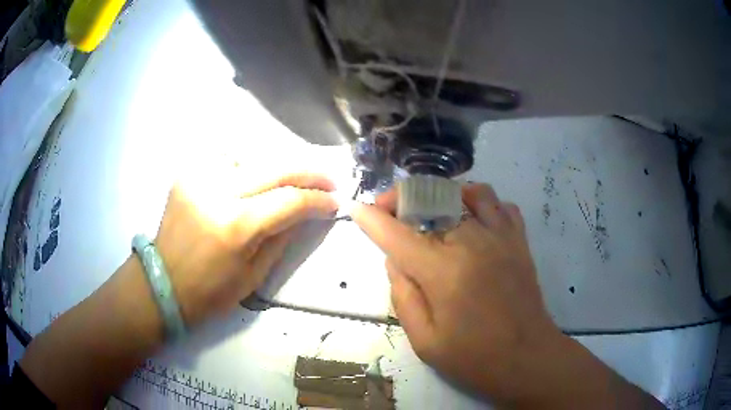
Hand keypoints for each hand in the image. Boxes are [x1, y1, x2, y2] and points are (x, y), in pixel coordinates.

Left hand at [155, 172, 336, 326]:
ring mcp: (199, 177)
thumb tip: (308, 211)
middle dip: (308, 173)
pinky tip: (251, 182)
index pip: (290, 200)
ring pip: (253, 157)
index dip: (318, 199)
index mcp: (236, 226)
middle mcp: (217, 191)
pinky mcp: (187, 173)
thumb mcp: (255, 274)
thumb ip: (284, 237)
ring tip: (287, 186)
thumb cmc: (210, 291)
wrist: (163, 283)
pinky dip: (247, 168)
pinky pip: (227, 160)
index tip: (336, 201)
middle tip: (328, 181)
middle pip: (275, 168)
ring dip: (276, 170)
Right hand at [352, 183, 560, 400]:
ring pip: (468, 193)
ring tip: (436, 216)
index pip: (396, 233)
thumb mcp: (424, 340)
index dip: (372, 218)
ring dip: (445, 197)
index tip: (356, 207)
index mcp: (443, 271)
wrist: (527, 358)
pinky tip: (475, 223)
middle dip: (404, 204)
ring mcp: (500, 236)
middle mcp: (471, 242)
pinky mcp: (519, 240)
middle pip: (430, 203)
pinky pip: (500, 204)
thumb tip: (394, 259)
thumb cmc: (473, 357)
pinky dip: (483, 204)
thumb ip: (402, 295)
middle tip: (394, 220)